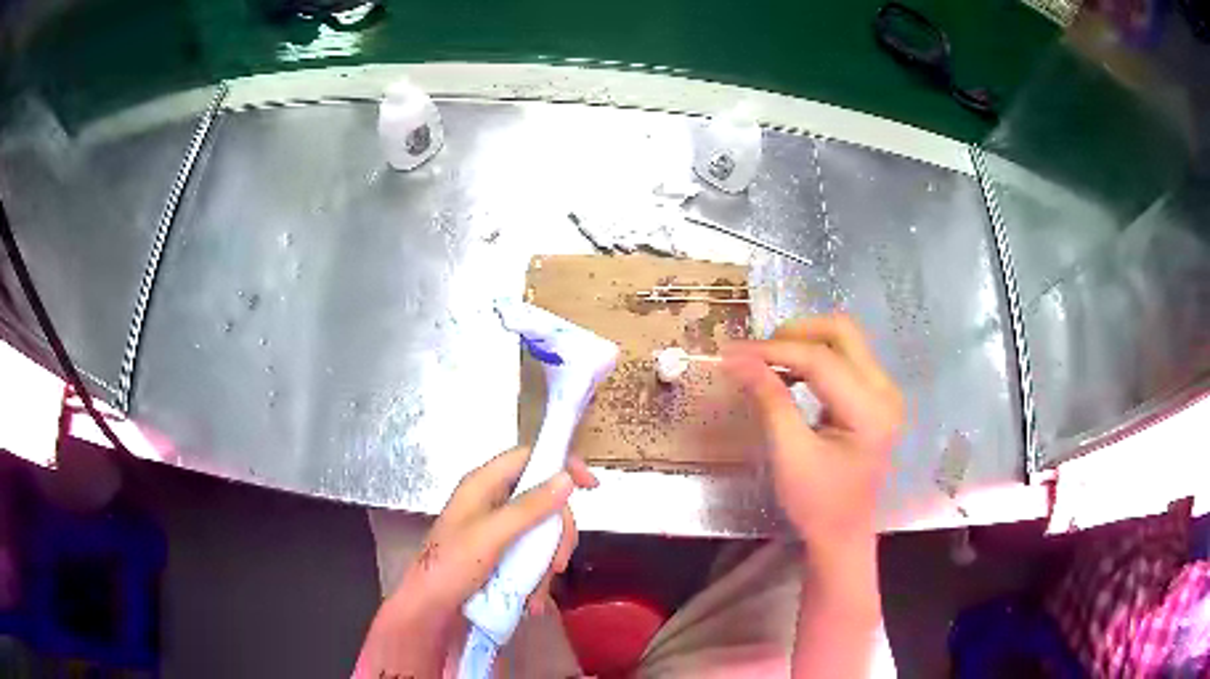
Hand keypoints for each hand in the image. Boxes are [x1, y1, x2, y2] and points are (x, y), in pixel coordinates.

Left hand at [354, 446, 596, 677]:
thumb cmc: (452, 567)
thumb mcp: (492, 536)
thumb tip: (565, 478)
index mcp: (483, 485)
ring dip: (547, 564)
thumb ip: (529, 507)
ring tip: (538, 590)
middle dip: (556, 534)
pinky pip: (533, 557)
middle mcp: (492, 502)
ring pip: (542, 534)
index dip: (560, 464)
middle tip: (557, 562)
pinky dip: (538, 578)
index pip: (528, 458)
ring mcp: (498, 531)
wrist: (431, 610)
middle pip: (544, 501)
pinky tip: (533, 600)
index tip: (589, 486)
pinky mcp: (501, 556)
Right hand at [722, 314, 902, 557]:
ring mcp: (885, 391)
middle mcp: (886, 391)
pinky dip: (814, 358)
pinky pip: (846, 357)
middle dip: (795, 334)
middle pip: (842, 332)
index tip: (731, 351)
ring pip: (844, 339)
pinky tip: (791, 376)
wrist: (843, 534)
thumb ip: (769, 400)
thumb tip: (736, 358)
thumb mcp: (790, 454)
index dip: (774, 350)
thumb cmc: (817, 503)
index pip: (820, 360)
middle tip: (757, 354)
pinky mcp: (877, 395)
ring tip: (768, 364)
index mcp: (871, 411)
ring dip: (804, 343)